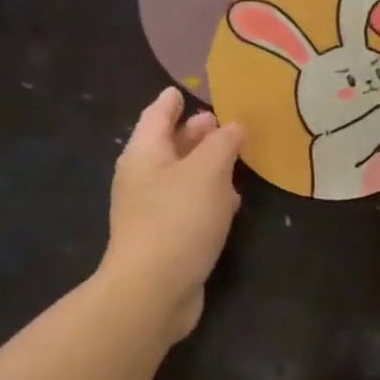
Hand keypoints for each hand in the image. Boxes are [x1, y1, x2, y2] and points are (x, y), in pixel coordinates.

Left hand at [101, 87, 243, 340]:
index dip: (173, 100)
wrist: (154, 289)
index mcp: (145, 153)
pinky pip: (189, 206)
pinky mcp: (167, 238)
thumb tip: (234, 126)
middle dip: (195, 132)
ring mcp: (152, 210)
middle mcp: (143, 178)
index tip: (186, 89)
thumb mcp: (208, 172)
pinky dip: (208, 196)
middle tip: (223, 121)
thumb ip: (224, 144)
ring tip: (235, 156)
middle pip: (169, 145)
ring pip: (182, 177)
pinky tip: (231, 200)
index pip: (158, 114)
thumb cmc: (178, 220)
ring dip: (206, 166)